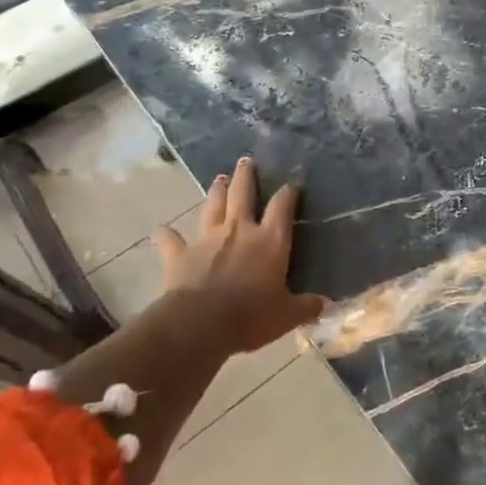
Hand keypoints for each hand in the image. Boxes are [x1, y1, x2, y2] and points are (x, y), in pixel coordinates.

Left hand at [152, 157, 327, 354]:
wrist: (202, 323)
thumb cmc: (251, 316)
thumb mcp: (287, 315)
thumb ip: (305, 306)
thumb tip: (325, 304)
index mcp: (271, 240)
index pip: (283, 206)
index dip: (288, 193)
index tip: (292, 184)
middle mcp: (240, 230)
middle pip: (243, 194)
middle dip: (246, 176)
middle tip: (246, 161)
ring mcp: (208, 239)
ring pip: (213, 206)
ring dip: (216, 191)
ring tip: (219, 178)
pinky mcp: (180, 254)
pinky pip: (171, 240)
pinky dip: (165, 235)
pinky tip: (160, 230)